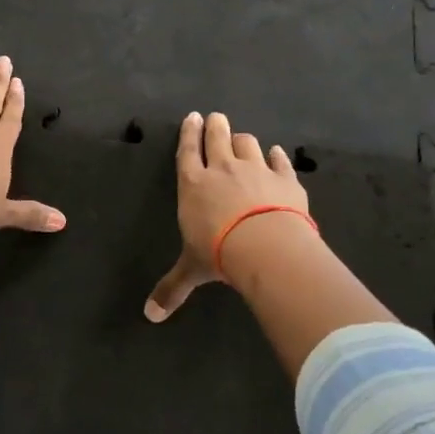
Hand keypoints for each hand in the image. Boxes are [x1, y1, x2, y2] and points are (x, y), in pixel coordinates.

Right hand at [144, 111, 310, 321]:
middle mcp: (223, 169)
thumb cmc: (219, 252)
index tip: (192, 117)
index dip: (189, 133)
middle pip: (218, 138)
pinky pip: (279, 160)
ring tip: (242, 138)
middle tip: (215, 117)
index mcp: (194, 184)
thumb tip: (150, 316)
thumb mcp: (192, 270)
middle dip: (215, 126)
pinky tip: (276, 154)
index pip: (188, 151)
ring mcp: (256, 170)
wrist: (266, 245)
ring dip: (243, 139)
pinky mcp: (285, 178)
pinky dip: (276, 156)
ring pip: (248, 143)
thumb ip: (172, 288)